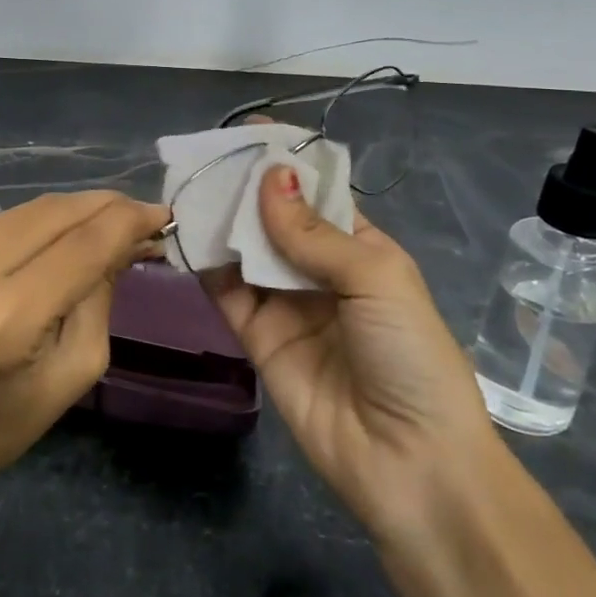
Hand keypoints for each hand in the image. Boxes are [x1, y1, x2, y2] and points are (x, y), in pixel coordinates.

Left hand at [0, 192, 168, 537]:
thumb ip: (101, 295)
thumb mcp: (74, 370)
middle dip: (104, 207)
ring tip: (107, 224)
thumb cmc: (3, 422)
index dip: (126, 221)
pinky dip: (38, 225)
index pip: (80, 246)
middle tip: (142, 215)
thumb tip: (128, 237)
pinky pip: (2, 222)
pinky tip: (59, 239)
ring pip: (28, 210)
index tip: (162, 214)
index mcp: (1, 321)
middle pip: (53, 213)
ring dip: (74, 212)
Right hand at [203, 162, 497, 557]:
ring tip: (186, 187)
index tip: (248, 132)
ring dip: (220, 221)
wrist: (410, 463)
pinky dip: (206, 264)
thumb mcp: (374, 279)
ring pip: (246, 251)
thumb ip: (313, 232)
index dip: (287, 164)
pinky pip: (227, 292)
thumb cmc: (410, 356)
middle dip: (244, 189)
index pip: (318, 194)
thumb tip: (270, 177)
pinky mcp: (257, 337)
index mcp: (362, 250)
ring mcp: (287, 305)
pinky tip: (184, 235)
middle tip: (204, 157)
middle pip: (275, 219)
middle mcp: (321, 272)